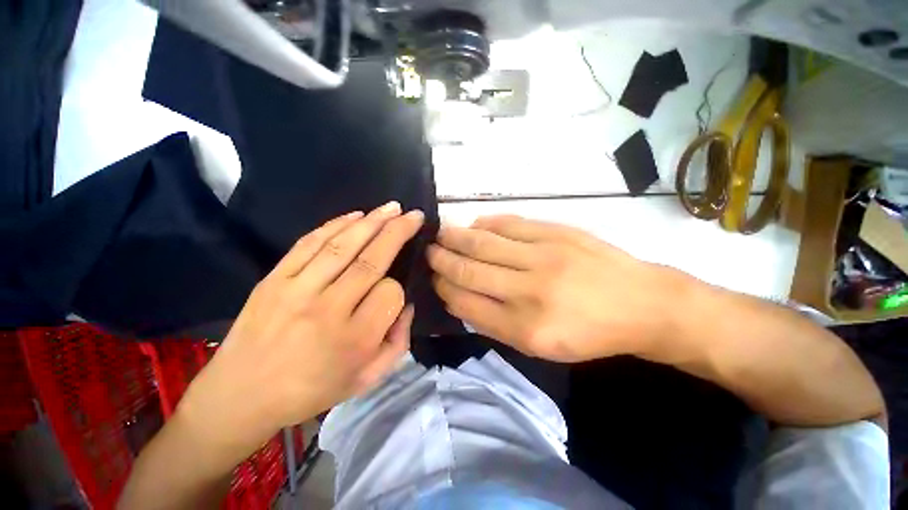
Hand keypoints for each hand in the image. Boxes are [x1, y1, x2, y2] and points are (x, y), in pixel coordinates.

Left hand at [178, 203, 422, 459]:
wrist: (240, 396)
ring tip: (392, 208)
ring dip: (373, 221)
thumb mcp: (367, 380)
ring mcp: (297, 290)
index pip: (391, 294)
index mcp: (354, 339)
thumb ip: (398, 342)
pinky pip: (310, 243)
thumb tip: (406, 303)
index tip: (394, 294)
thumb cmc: (311, 391)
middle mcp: (328, 309)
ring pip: (344, 245)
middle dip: (398, 231)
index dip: (399, 288)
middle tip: (414, 215)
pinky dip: (336, 225)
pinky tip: (356, 215)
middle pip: (372, 259)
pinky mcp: (274, 279)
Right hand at [428, 215, 684, 361]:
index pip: (466, 302)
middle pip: (469, 269)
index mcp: (523, 327)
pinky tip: (474, 224)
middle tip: (428, 251)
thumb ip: (495, 324)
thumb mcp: (539, 347)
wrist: (640, 304)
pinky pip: (509, 224)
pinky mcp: (555, 232)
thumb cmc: (588, 333)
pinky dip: (486, 223)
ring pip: (483, 242)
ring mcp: (542, 256)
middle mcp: (527, 290)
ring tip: (440, 233)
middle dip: (441, 259)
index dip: (444, 288)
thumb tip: (460, 297)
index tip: (434, 279)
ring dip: (456, 237)